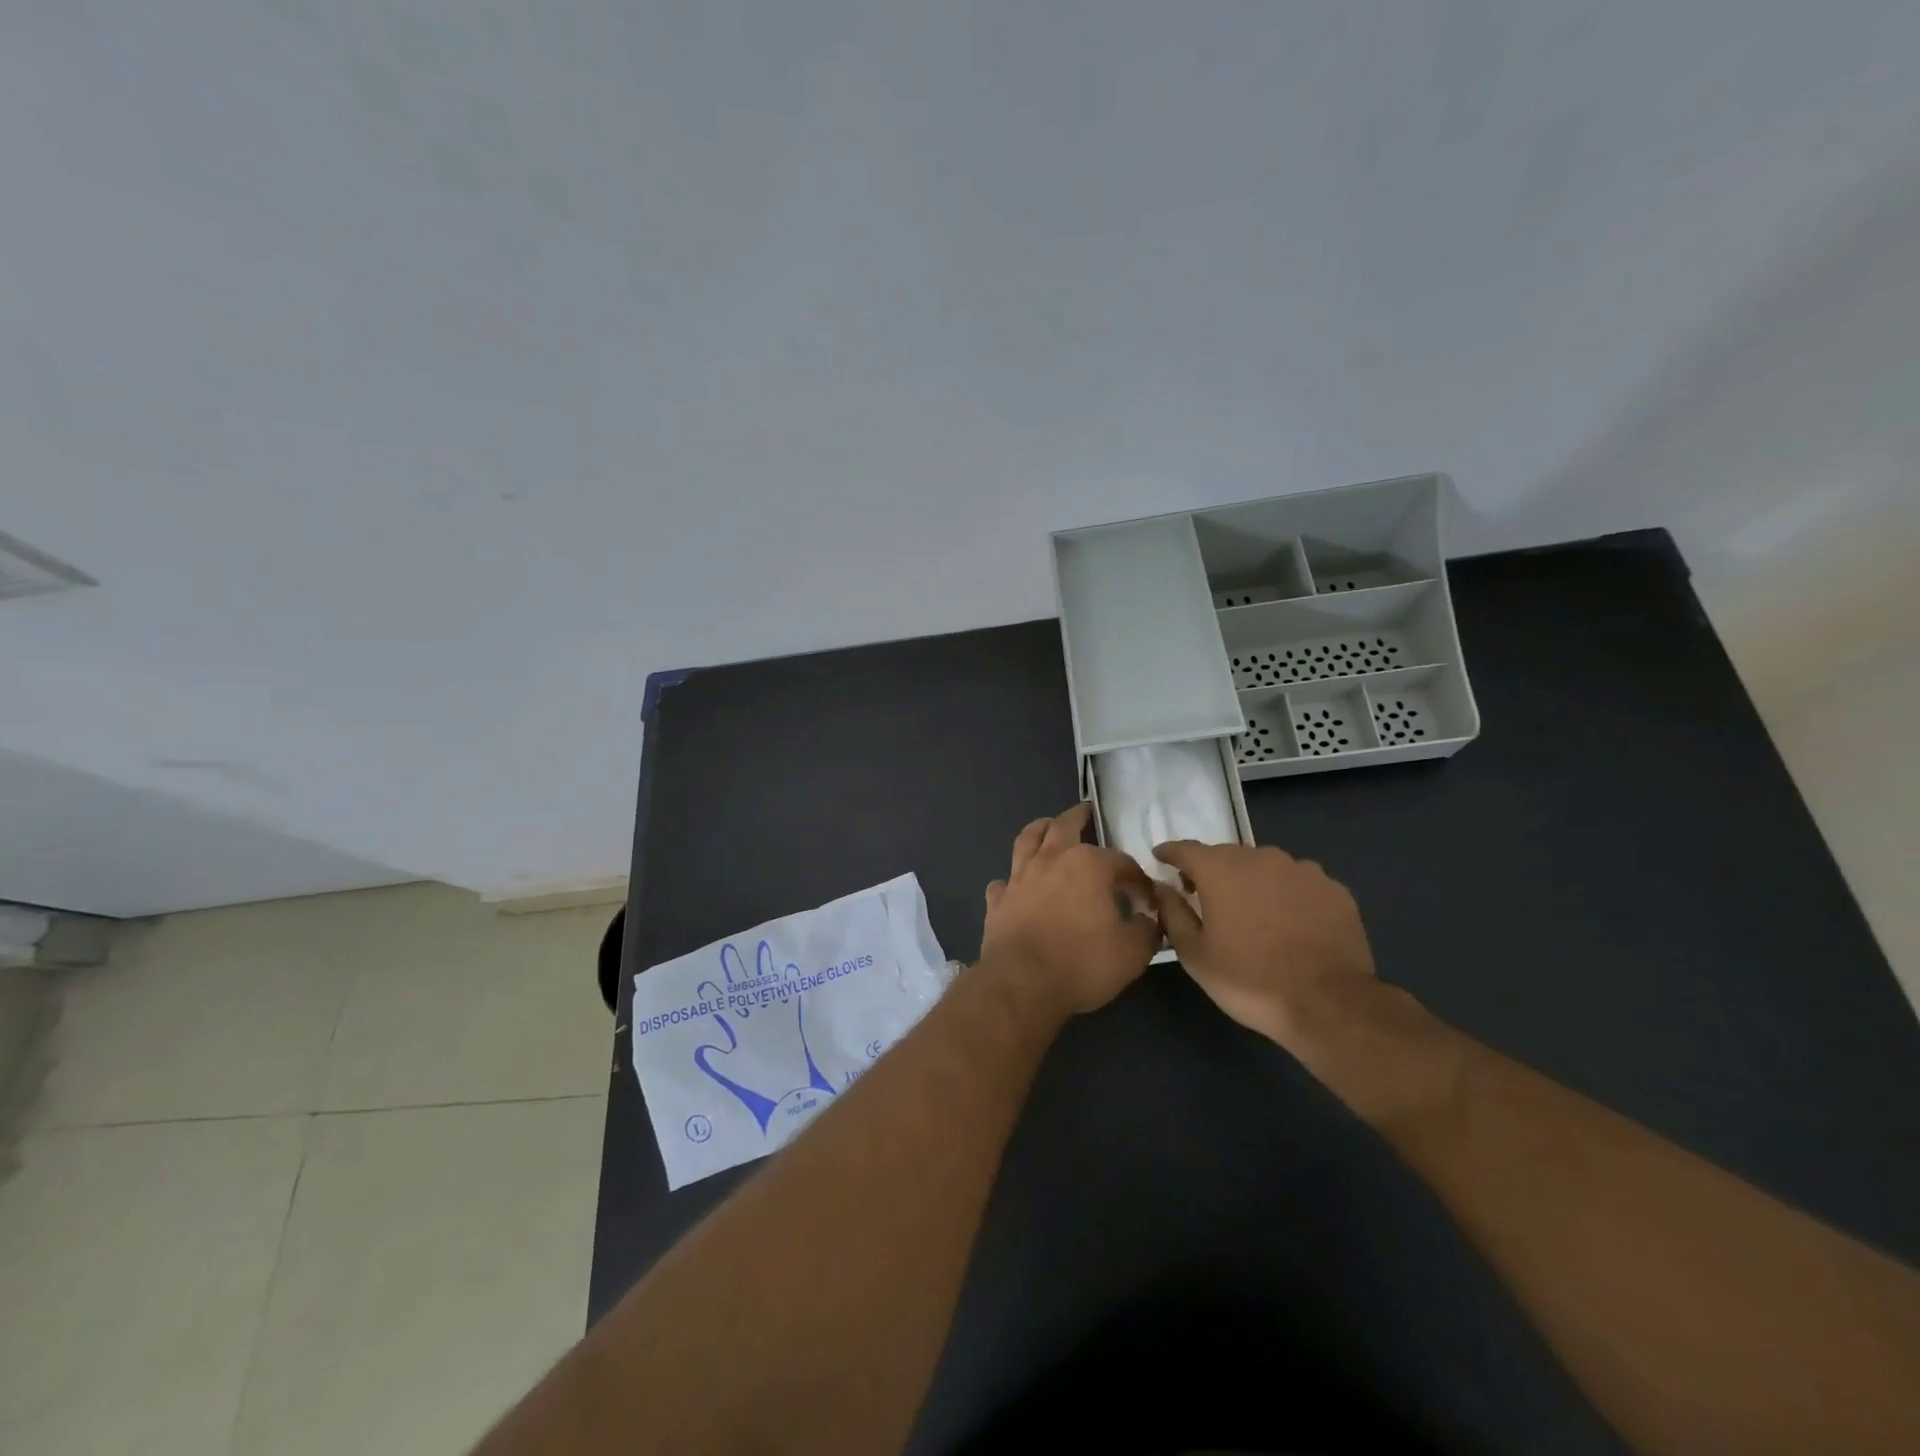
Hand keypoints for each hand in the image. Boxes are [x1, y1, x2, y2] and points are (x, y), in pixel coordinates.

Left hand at [979, 803, 1161, 1017]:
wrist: (1022, 983)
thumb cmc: (1082, 963)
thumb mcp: (1132, 953)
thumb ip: (1146, 931)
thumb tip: (1149, 920)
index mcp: (1088, 865)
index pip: (1121, 862)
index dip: (1137, 879)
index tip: (1146, 898)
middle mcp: (1051, 860)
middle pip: (1064, 826)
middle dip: (1078, 816)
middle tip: (1085, 810)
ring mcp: (1019, 877)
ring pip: (1027, 840)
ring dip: (1039, 829)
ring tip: (1046, 826)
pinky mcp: (998, 900)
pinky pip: (1004, 882)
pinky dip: (1012, 880)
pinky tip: (1015, 885)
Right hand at [1150, 841, 1377, 1050]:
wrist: (1328, 1004)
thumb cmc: (1249, 979)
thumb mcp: (1195, 955)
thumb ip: (1173, 914)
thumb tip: (1163, 888)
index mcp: (1220, 869)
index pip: (1185, 848)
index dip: (1170, 853)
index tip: (1160, 858)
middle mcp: (1260, 858)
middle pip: (1226, 855)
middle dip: (1211, 871)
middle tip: (1203, 895)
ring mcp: (1302, 870)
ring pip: (1265, 867)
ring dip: (1251, 881)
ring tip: (1251, 911)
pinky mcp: (1333, 889)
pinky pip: (1299, 883)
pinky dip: (1287, 895)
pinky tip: (1290, 922)